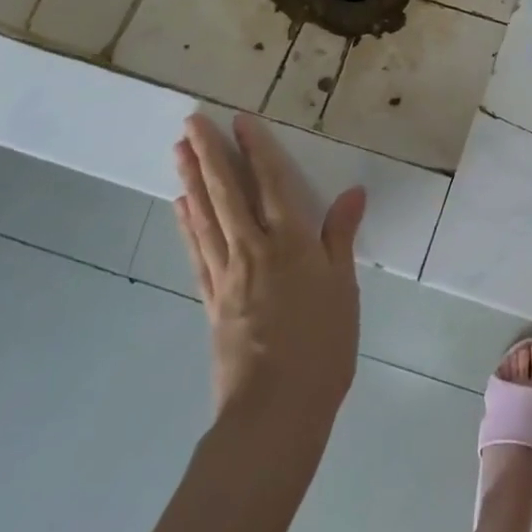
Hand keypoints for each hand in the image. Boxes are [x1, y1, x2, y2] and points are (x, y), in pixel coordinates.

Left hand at [172, 113, 366, 418]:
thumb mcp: (344, 288)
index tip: (241, 120)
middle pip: (228, 193)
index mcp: (291, 243)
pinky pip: (197, 252)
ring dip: (192, 180)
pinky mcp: (211, 300)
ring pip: (206, 217)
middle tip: (191, 121)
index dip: (257, 150)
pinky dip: (187, 224)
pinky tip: (180, 206)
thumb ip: (341, 236)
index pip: (272, 184)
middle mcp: (253, 250)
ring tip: (178, 150)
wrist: (274, 411)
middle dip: (210, 154)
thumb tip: (353, 191)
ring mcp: (226, 274)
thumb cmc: (322, 346)